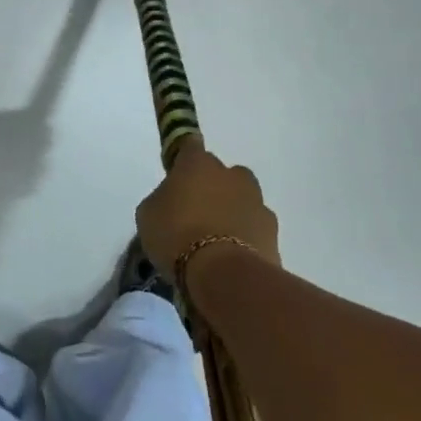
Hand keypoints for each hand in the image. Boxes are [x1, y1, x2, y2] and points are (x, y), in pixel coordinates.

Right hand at [135, 137, 278, 281]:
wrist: (223, 274)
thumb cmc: (176, 236)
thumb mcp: (148, 215)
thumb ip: (161, 199)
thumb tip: (171, 200)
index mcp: (198, 164)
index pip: (189, 145)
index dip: (182, 158)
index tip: (175, 174)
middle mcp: (231, 175)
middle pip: (221, 174)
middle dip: (211, 187)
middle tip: (195, 213)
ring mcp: (256, 202)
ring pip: (242, 200)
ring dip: (231, 212)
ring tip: (215, 240)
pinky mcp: (272, 231)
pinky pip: (254, 227)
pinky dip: (245, 237)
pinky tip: (231, 257)